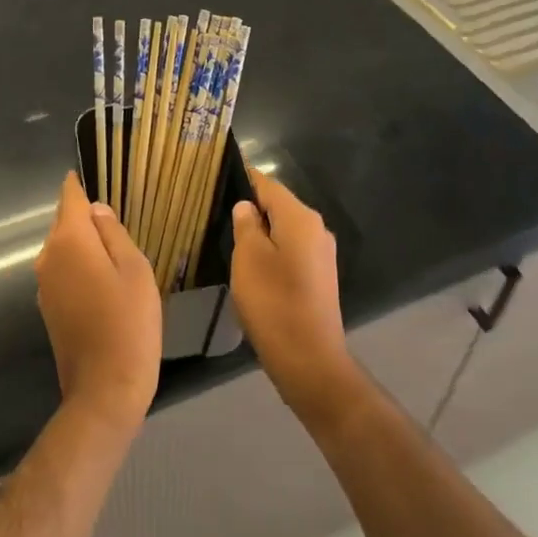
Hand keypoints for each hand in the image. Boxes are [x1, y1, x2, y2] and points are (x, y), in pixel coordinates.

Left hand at [36, 172, 162, 434]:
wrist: (104, 389)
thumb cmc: (129, 322)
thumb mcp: (134, 269)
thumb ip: (113, 233)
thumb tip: (96, 209)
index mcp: (69, 240)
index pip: (70, 197)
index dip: (80, 184)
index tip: (93, 174)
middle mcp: (48, 257)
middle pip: (64, 222)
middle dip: (86, 216)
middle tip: (118, 217)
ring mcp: (45, 285)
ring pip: (63, 248)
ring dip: (83, 244)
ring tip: (114, 249)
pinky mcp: (48, 308)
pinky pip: (63, 272)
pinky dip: (79, 268)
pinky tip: (102, 281)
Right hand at [230, 168, 365, 428]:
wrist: (310, 361)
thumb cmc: (274, 303)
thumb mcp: (248, 258)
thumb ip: (246, 225)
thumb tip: (247, 206)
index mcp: (301, 218)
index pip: (268, 184)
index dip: (243, 178)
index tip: (218, 175)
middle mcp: (317, 229)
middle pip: (278, 206)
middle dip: (250, 207)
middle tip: (216, 212)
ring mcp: (321, 255)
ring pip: (284, 230)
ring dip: (260, 233)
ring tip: (228, 238)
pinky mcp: (319, 278)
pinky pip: (291, 252)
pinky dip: (271, 252)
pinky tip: (251, 266)